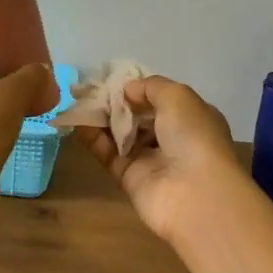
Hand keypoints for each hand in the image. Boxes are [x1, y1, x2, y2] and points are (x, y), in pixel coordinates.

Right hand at [78, 75, 250, 241]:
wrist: (196, 194)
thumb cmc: (193, 136)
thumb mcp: (178, 97)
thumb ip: (150, 86)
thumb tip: (128, 89)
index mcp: (191, 117)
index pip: (160, 98)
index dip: (138, 88)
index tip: (114, 78)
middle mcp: (172, 138)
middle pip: (138, 115)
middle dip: (116, 102)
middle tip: (89, 89)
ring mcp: (150, 159)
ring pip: (121, 133)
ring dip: (101, 117)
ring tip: (78, 101)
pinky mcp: (129, 178)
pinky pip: (108, 153)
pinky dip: (92, 138)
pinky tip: (76, 122)